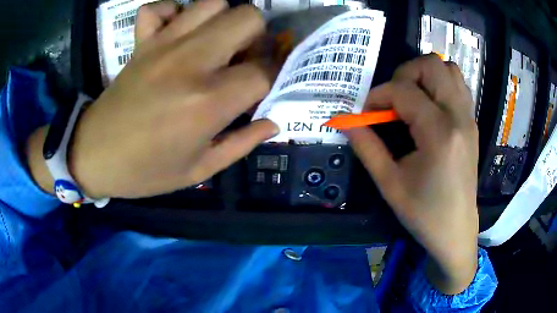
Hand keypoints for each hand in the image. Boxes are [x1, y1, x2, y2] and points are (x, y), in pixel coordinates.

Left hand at [28, 0, 277, 198]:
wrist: (93, 155)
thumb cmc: (144, 170)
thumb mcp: (198, 170)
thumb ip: (241, 143)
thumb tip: (272, 122)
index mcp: (208, 101)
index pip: (263, 70)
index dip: (274, 76)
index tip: (267, 86)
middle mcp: (190, 61)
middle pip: (247, 18)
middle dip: (257, 37)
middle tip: (244, 59)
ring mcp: (162, 44)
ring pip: (212, 3)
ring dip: (223, 20)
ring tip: (215, 44)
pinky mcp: (141, 41)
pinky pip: (160, 8)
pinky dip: (173, 12)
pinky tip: (176, 32)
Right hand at [345, 55, 478, 293]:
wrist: (456, 230)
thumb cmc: (424, 213)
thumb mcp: (390, 184)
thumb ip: (367, 148)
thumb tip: (345, 122)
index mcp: (439, 133)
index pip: (404, 91)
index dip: (378, 95)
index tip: (366, 111)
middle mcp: (458, 117)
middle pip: (432, 65)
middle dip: (404, 74)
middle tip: (393, 98)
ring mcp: (469, 117)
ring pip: (448, 69)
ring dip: (425, 75)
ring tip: (411, 98)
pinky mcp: (472, 122)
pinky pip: (458, 85)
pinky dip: (440, 83)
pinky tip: (429, 105)